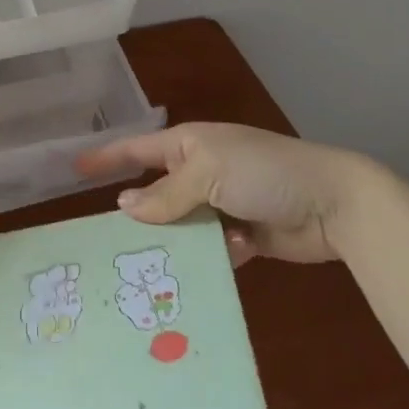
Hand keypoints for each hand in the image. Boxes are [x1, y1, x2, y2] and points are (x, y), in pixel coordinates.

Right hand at [76, 123, 395, 265]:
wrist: (334, 203)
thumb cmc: (264, 172)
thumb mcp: (209, 171)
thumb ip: (165, 194)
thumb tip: (124, 208)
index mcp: (190, 145)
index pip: (137, 149)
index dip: (107, 158)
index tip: (74, 168)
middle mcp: (201, 173)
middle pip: (156, 195)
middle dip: (142, 216)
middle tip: (114, 243)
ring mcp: (223, 205)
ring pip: (182, 228)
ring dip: (182, 242)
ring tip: (168, 262)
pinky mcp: (243, 236)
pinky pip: (213, 249)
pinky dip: (219, 254)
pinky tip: (235, 253)